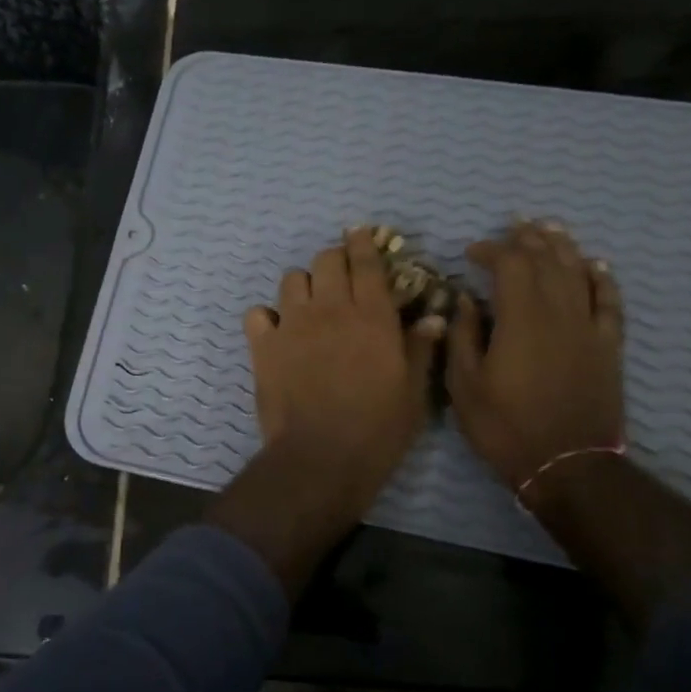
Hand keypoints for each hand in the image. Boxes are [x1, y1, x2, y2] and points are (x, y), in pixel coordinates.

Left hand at [242, 229, 445, 520]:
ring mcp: (292, 325)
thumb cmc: (377, 430)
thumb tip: (433, 317)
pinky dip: (266, 317)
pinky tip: (276, 333)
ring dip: (304, 286)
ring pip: (292, 279)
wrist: (321, 458)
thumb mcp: (413, 393)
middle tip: (340, 278)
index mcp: (373, 316)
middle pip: (327, 260)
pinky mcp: (263, 346)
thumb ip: (420, 350)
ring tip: (310, 307)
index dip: (363, 243)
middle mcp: (331, 309)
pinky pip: (258, 313)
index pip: (367, 263)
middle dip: (335, 261)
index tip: (359, 233)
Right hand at [446, 220, 625, 503]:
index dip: (491, 250)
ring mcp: (588, 328)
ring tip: (549, 228)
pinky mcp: (608, 346)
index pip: (511, 265)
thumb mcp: (464, 386)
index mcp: (520, 320)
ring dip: (563, 247)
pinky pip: (610, 302)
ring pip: (579, 273)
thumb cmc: (505, 427)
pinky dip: (603, 278)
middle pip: (547, 261)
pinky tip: (596, 264)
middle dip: (528, 239)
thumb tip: (465, 300)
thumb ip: (463, 337)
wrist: (567, 464)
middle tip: (513, 226)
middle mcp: (559, 313)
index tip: (471, 252)